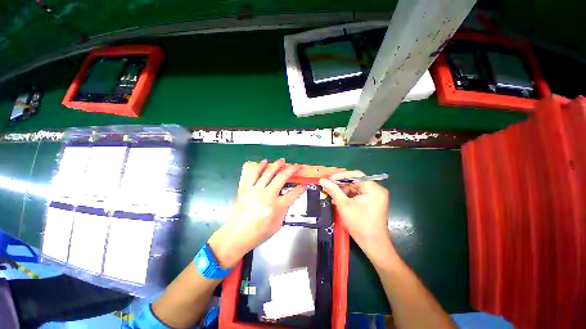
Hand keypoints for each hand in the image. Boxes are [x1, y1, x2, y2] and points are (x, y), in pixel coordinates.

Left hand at [208, 159, 304, 267]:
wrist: (236, 235)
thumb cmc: (257, 233)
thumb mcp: (277, 225)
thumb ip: (284, 210)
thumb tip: (288, 199)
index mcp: (275, 207)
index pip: (293, 194)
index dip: (300, 188)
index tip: (303, 184)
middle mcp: (266, 195)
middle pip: (282, 177)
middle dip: (292, 169)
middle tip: (296, 166)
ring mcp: (254, 190)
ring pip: (267, 172)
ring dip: (276, 164)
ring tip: (282, 160)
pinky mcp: (244, 188)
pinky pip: (252, 173)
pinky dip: (259, 166)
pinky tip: (264, 162)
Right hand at [319, 171, 393, 257]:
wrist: (373, 244)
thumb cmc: (359, 224)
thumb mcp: (344, 205)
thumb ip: (333, 190)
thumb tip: (322, 180)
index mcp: (373, 188)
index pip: (356, 175)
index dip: (341, 176)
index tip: (329, 180)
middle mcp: (376, 190)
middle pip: (356, 181)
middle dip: (341, 184)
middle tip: (329, 187)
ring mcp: (375, 196)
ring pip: (356, 188)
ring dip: (344, 190)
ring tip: (332, 194)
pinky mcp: (373, 202)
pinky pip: (358, 194)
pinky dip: (349, 196)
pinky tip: (339, 199)